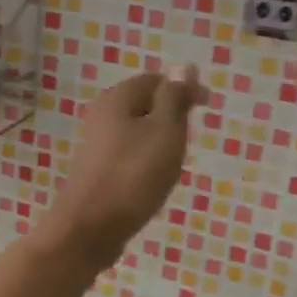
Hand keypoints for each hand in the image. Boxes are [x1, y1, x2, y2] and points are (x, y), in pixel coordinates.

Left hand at [40, 65, 204, 269]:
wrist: (89, 229)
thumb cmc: (133, 176)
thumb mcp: (165, 132)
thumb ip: (174, 98)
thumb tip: (184, 67)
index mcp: (117, 98)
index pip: (156, 80)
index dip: (183, 89)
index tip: (206, 109)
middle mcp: (101, 115)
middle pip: (145, 105)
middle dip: (172, 119)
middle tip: (187, 143)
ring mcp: (96, 144)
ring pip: (138, 132)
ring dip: (160, 144)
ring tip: (173, 166)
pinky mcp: (96, 170)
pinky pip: (128, 156)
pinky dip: (145, 163)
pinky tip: (153, 183)